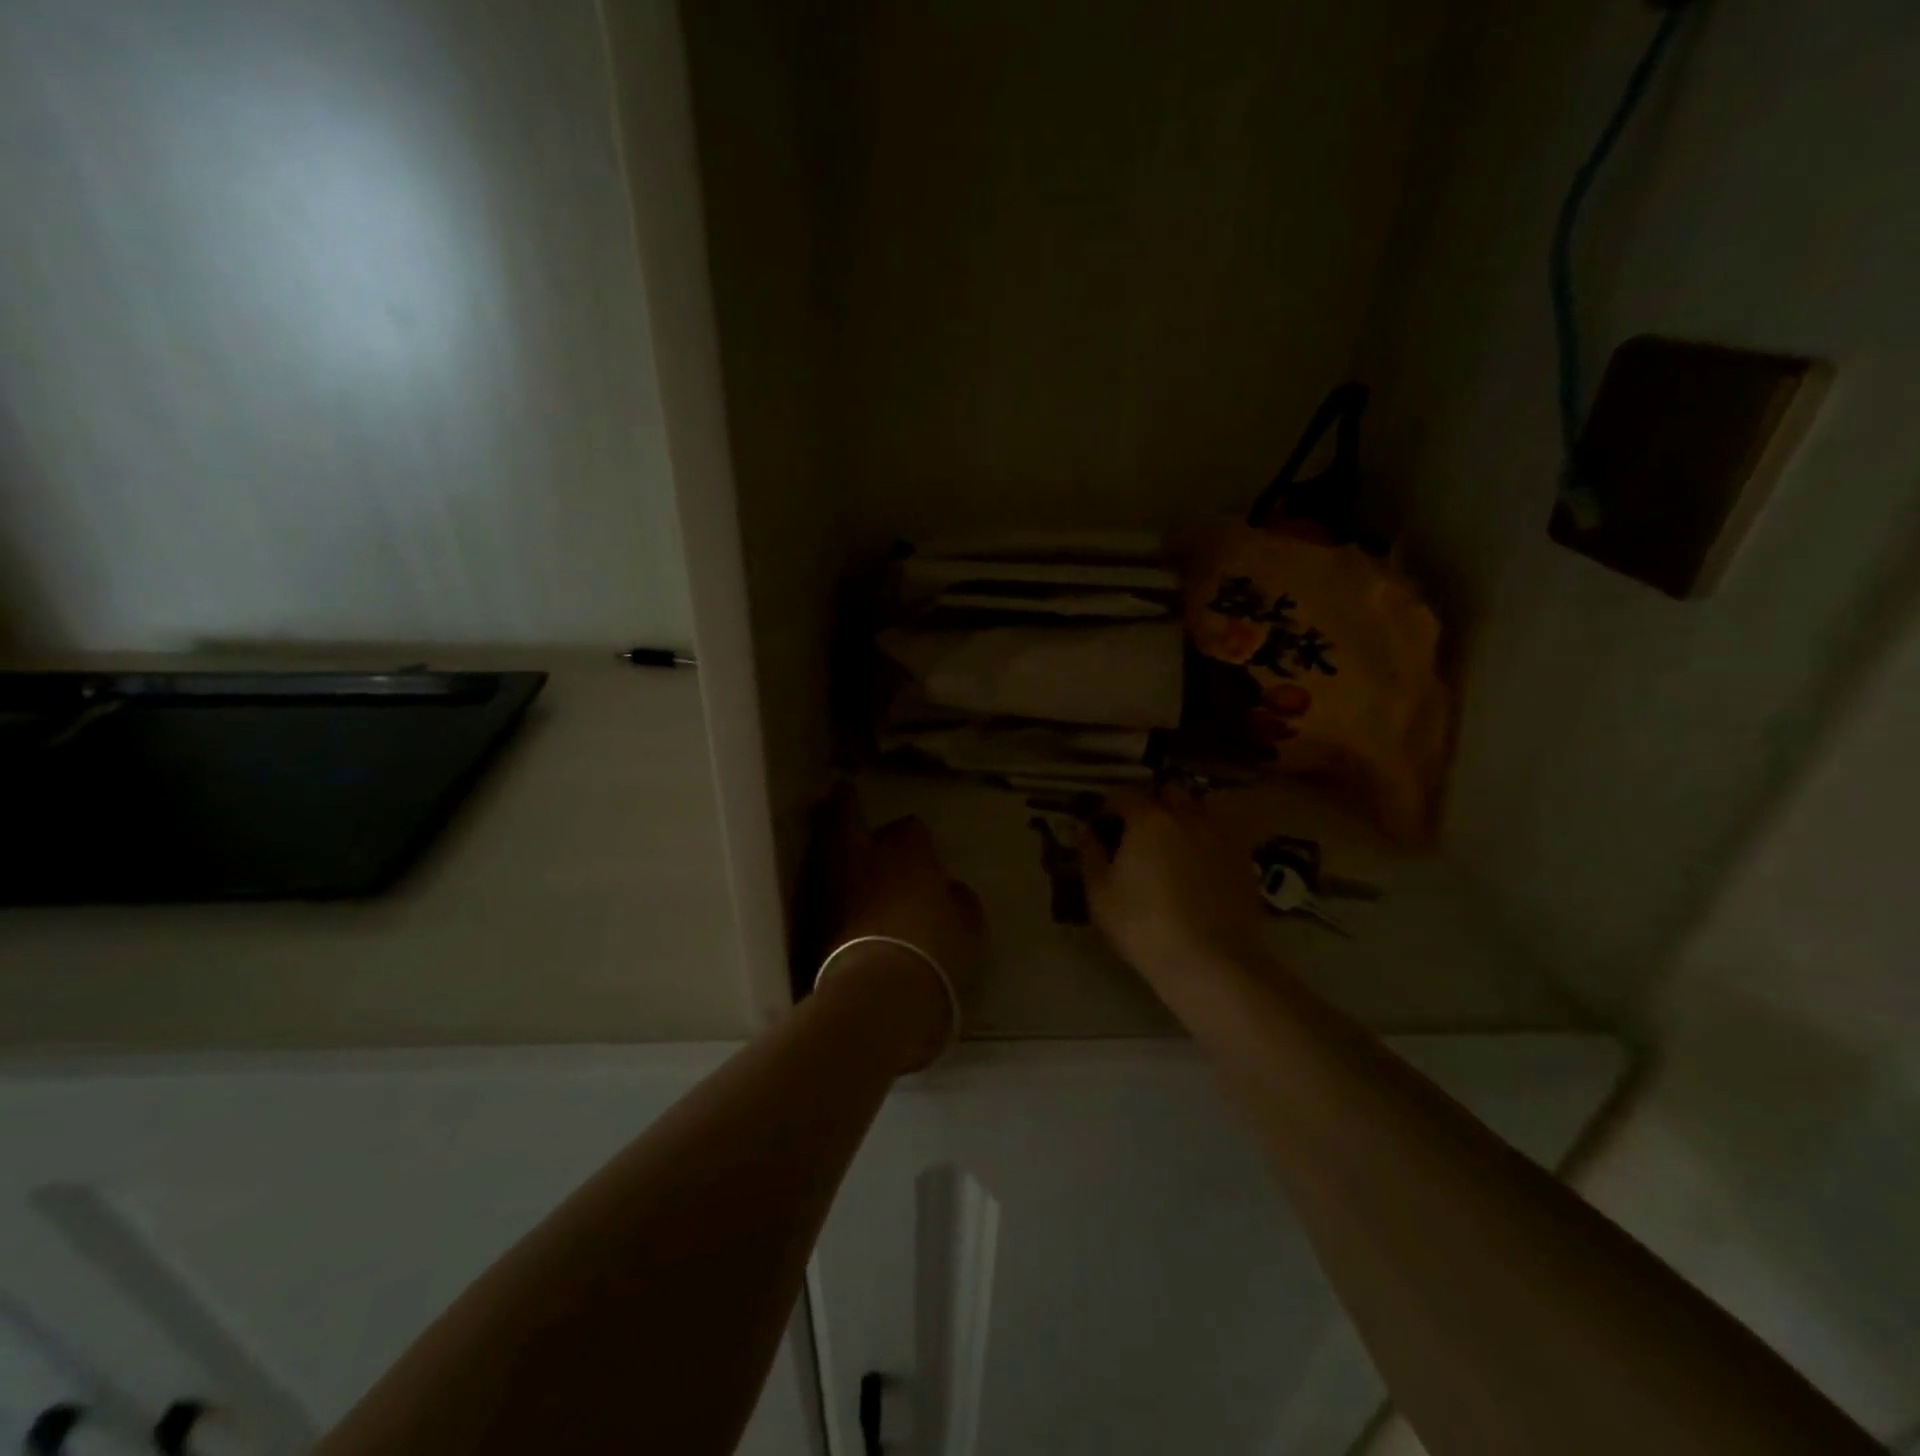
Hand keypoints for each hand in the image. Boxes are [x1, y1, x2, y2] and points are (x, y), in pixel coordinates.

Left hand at [814, 786, 985, 1068]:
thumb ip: (958, 902)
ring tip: (832, 835)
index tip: (920, 847)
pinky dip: (827, 883)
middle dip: (845, 806)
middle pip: (846, 819)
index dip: (914, 836)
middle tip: (842, 792)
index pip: (910, 829)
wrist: (881, 991)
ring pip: (826, 850)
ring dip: (830, 842)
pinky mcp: (814, 922)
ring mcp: (834, 889)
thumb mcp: (968, 927)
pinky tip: (834, 889)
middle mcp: (866, 860)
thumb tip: (949, 890)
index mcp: (908, 854)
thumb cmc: (937, 950)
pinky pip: (821, 889)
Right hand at [1080, 789, 1267, 988]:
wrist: (1211, 962)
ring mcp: (1221, 836)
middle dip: (1152, 803)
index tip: (1101, 827)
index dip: (1108, 808)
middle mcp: (1188, 816)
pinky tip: (1198, 868)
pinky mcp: (1244, 859)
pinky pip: (1220, 836)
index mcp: (1149, 818)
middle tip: (1139, 831)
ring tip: (1171, 847)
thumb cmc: (1143, 925)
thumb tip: (1088, 832)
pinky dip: (1206, 841)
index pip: (1123, 795)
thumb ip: (1091, 854)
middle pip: (1168, 792)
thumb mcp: (1100, 893)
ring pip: (1199, 811)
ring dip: (1182, 819)